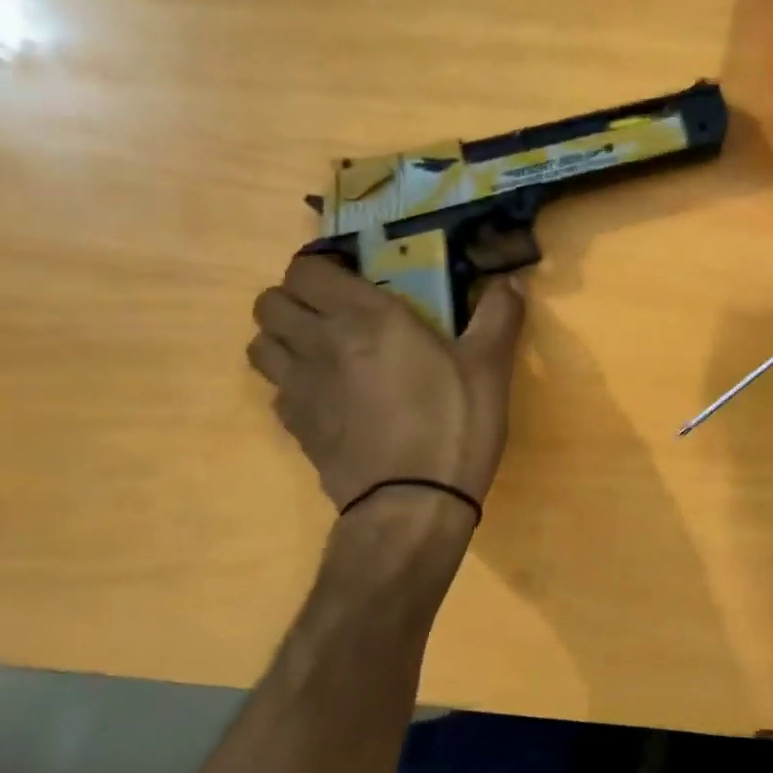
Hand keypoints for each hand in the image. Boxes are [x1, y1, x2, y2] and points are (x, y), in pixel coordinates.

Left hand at [247, 258, 525, 514]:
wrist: (412, 504)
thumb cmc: (453, 424)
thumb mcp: (489, 367)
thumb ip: (499, 315)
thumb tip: (512, 280)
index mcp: (364, 317)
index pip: (306, 269)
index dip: (323, 268)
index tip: (353, 279)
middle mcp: (319, 343)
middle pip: (270, 302)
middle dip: (296, 299)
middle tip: (336, 313)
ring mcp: (299, 388)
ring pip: (260, 344)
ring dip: (283, 339)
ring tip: (322, 350)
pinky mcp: (295, 428)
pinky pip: (276, 389)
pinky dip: (292, 383)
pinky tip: (328, 397)